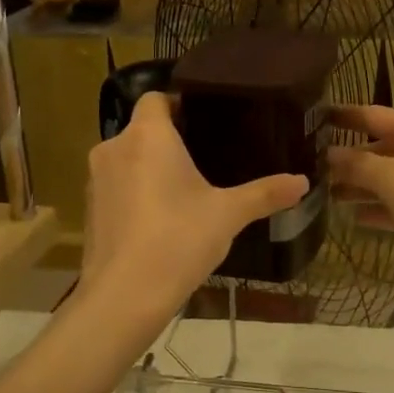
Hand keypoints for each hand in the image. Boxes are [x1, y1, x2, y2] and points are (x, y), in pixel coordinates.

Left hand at [82, 92, 307, 319]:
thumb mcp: (229, 215)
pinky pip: (117, 186)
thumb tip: (303, 182)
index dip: (178, 103)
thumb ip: (265, 193)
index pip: (156, 97)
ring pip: (128, 158)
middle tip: (206, 156)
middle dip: (170, 140)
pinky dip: (135, 192)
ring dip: (150, 167)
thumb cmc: (179, 239)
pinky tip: (160, 218)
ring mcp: (96, 179)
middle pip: (143, 129)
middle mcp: (114, 147)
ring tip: (185, 188)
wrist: (124, 296)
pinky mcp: (90, 209)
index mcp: (148, 135)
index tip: (206, 120)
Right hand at [327, 106, 393, 263]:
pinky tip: (354, 219)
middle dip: (349, 159)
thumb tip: (329, 154)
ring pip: (390, 179)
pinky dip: (380, 210)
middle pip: (381, 149)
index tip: (314, 118)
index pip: (374, 115)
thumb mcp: (393, 176)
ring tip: (326, 195)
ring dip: (361, 187)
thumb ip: (358, 165)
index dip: (344, 116)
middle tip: (312, 168)